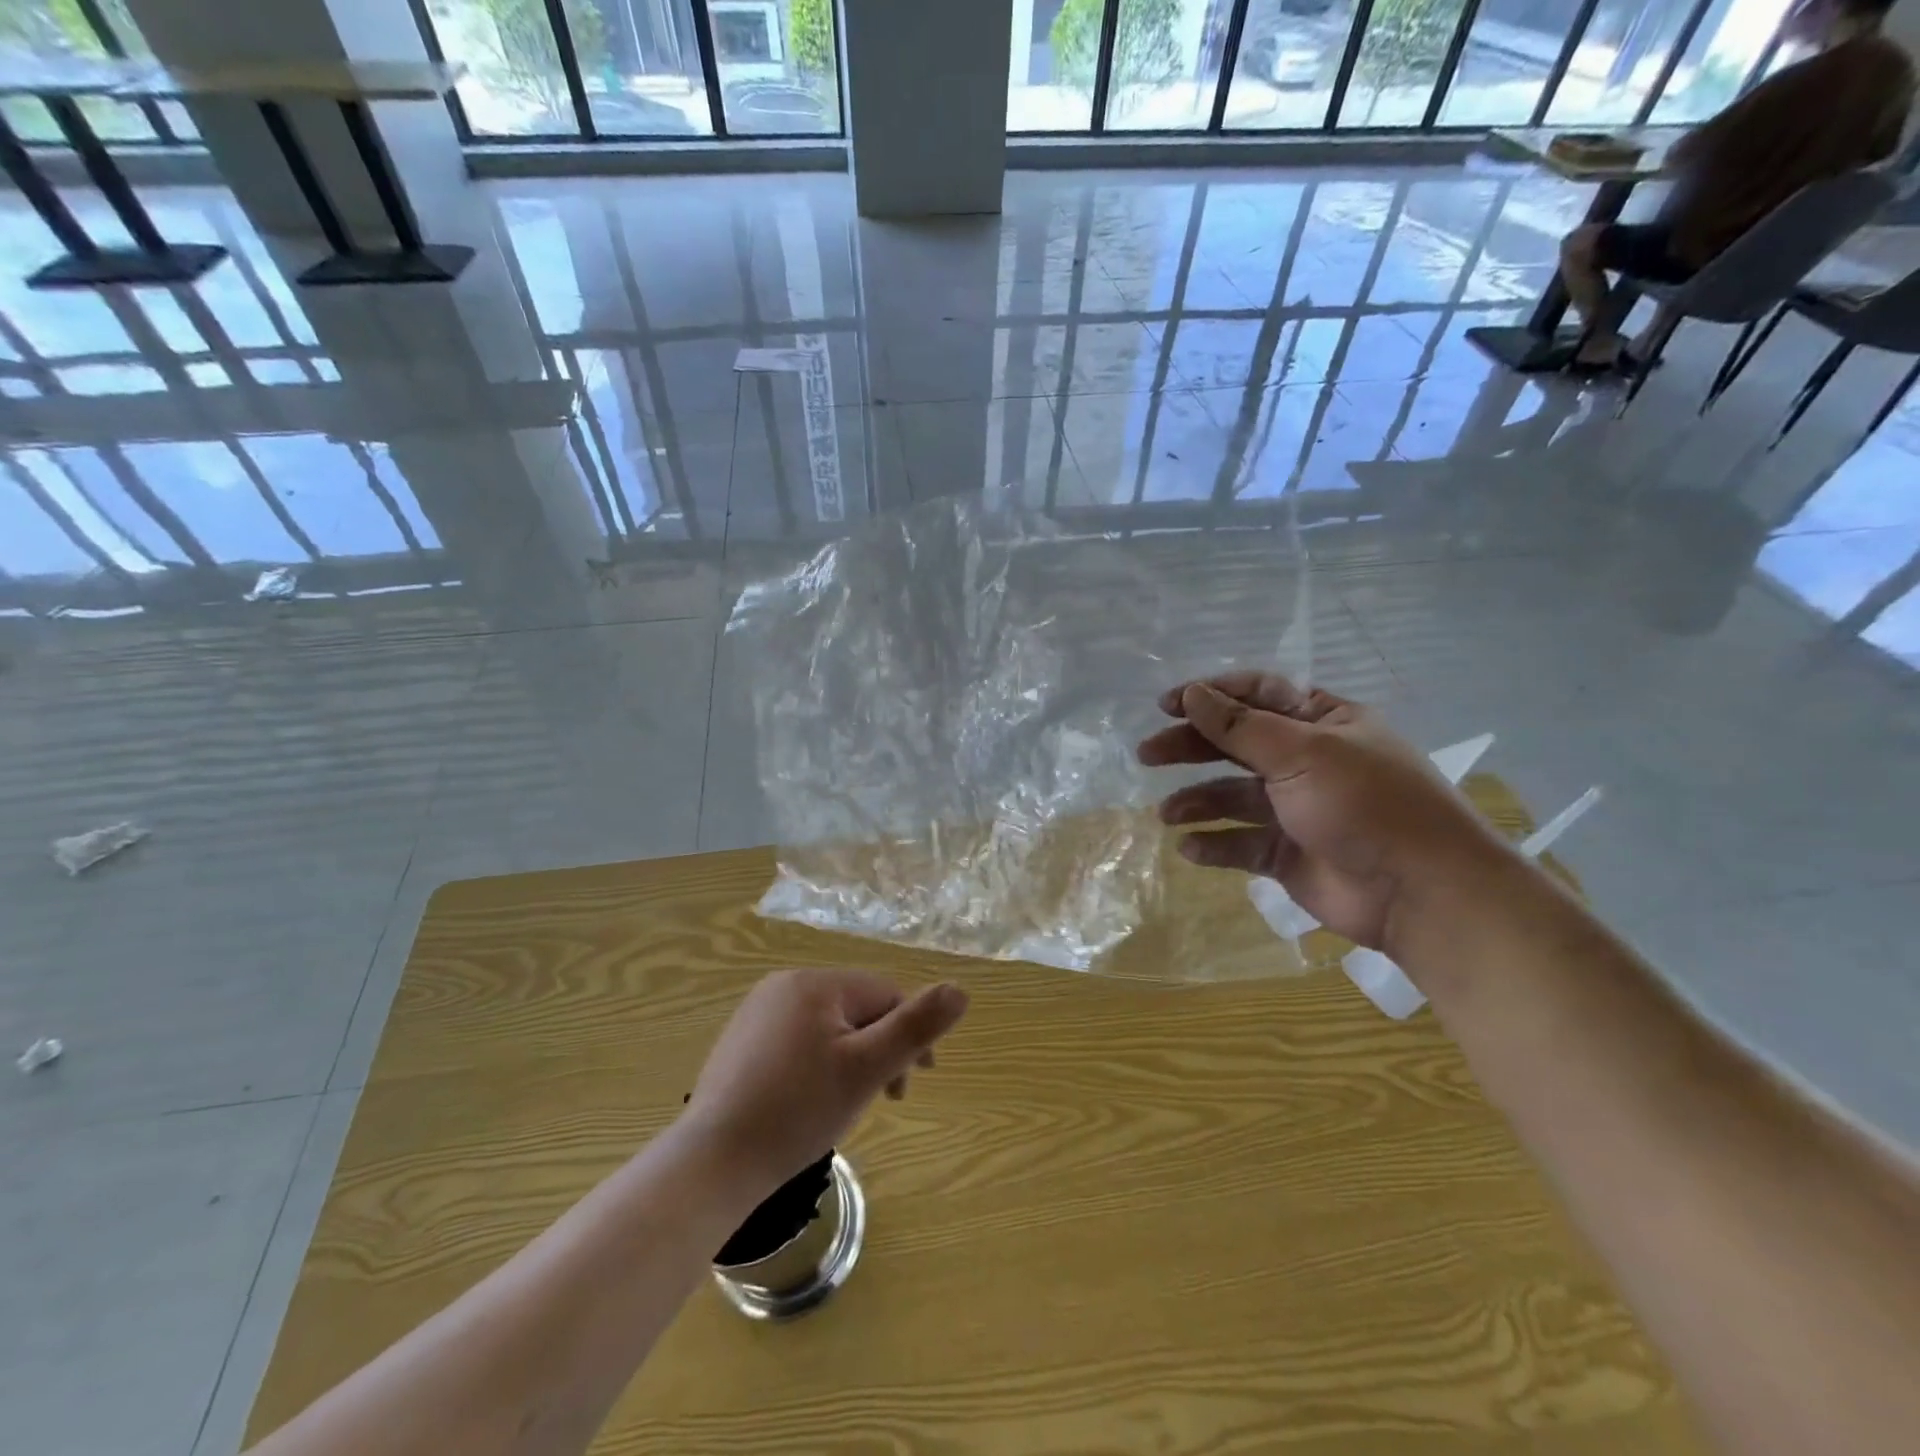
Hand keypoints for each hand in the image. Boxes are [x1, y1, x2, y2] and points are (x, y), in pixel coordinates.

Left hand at [682, 969, 968, 1195]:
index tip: (912, 1084)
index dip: (907, 1035)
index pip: (884, 994)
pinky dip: (817, 1065)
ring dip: (850, 1058)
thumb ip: (915, 1027)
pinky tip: (809, 1102)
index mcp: (814, 983)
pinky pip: (798, 1040)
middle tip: (883, 1100)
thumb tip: (960, 989)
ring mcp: (756, 1013)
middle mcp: (783, 985)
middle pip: (856, 1008)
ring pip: (828, 1026)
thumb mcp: (866, 1069)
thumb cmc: (797, 1112)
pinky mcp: (741, 1042)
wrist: (712, 1164)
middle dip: (878, 1049)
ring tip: (845, 1104)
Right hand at [1137, 673, 1512, 952]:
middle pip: (1236, 744)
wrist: (1421, 891)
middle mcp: (1307, 760)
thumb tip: (1192, 693)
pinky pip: (1240, 844)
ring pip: (1232, 797)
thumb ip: (1240, 726)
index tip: (1165, 704)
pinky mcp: (1286, 854)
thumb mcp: (1302, 752)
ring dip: (1197, 800)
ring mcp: (1296, 809)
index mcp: (1322, 722)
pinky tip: (1190, 848)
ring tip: (1166, 813)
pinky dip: (1214, 845)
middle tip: (1147, 754)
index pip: (1257, 695)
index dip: (1210, 696)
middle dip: (1191, 747)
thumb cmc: (1365, 803)